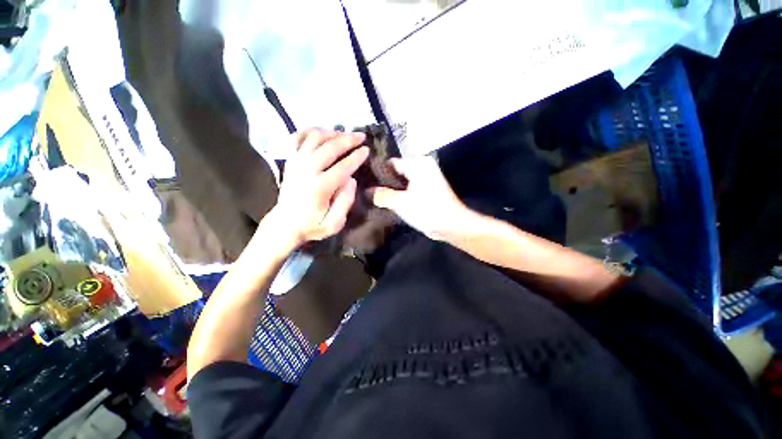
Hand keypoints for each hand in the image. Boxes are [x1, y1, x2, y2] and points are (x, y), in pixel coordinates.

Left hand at [264, 129, 368, 251]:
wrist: (284, 225)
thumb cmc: (311, 226)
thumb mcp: (333, 224)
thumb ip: (345, 203)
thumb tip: (351, 180)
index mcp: (319, 188)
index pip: (342, 166)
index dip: (356, 157)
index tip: (367, 150)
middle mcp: (306, 171)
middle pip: (329, 147)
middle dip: (348, 139)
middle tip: (361, 136)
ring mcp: (295, 163)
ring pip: (313, 138)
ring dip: (331, 132)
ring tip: (344, 134)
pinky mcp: (289, 161)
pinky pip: (297, 138)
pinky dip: (310, 131)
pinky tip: (322, 133)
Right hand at [368, 156, 474, 239]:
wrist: (452, 225)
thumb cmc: (427, 210)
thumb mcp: (401, 203)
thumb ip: (382, 195)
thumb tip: (367, 190)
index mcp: (418, 164)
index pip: (391, 163)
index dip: (377, 173)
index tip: (364, 182)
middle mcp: (423, 167)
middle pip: (397, 172)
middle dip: (384, 183)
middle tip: (367, 191)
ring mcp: (427, 178)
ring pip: (403, 181)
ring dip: (392, 190)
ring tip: (374, 197)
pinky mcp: (428, 189)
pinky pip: (410, 188)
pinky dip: (401, 194)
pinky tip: (388, 202)